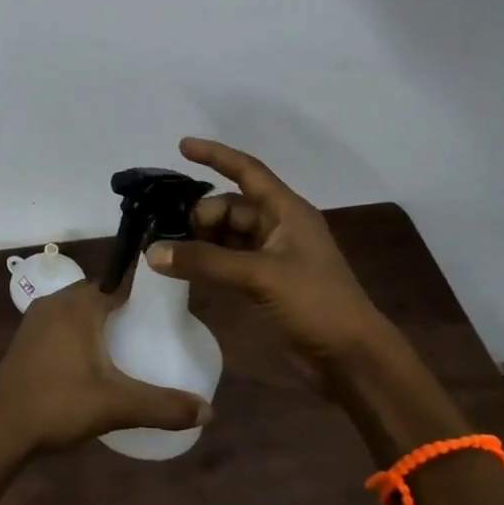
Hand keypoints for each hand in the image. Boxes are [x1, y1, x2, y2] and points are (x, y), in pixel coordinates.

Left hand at [0, 280, 211, 459]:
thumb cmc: (57, 406)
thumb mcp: (116, 406)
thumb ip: (163, 406)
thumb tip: (210, 411)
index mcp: (79, 303)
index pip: (122, 283)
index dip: (147, 294)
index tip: (170, 312)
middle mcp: (57, 301)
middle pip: (102, 295)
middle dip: (127, 310)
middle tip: (155, 335)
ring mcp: (37, 319)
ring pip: (80, 310)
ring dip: (103, 323)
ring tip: (131, 349)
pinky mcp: (26, 338)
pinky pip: (63, 324)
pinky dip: (82, 334)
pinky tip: (95, 362)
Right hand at [147, 137, 390, 369]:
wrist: (350, 358)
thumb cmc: (315, 303)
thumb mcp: (259, 275)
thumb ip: (205, 261)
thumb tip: (153, 252)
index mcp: (286, 211)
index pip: (247, 171)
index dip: (216, 156)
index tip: (181, 146)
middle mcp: (277, 227)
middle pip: (229, 207)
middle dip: (198, 215)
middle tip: (167, 234)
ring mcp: (270, 256)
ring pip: (225, 236)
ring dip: (198, 240)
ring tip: (165, 250)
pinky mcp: (263, 282)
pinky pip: (226, 261)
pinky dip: (206, 262)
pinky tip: (181, 269)